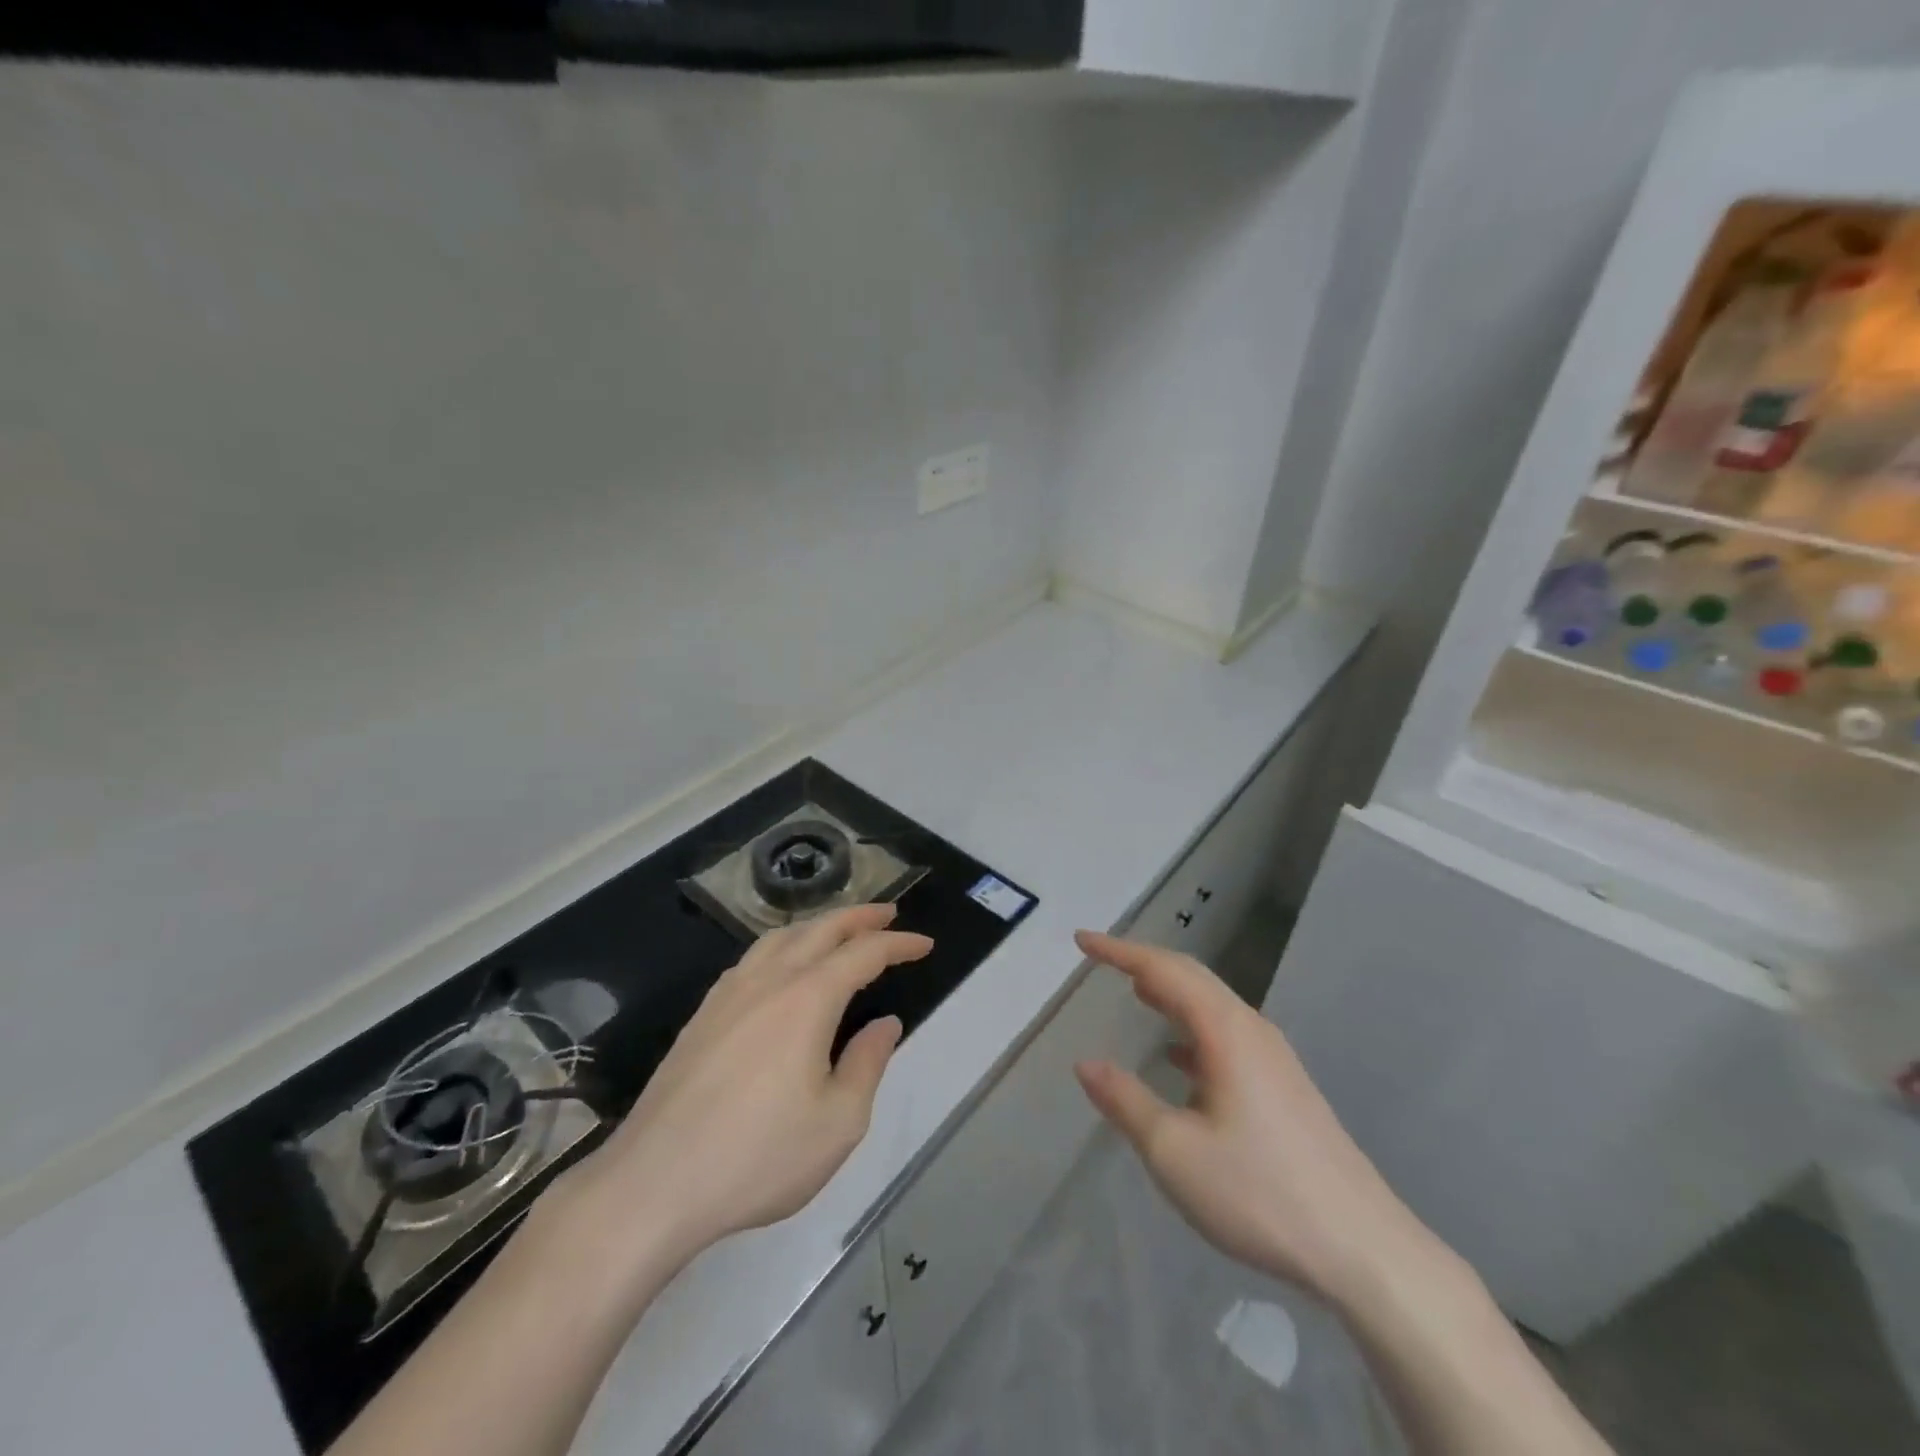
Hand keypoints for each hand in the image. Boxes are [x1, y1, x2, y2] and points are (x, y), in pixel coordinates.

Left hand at [552, 904, 931, 1274]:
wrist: (653, 1184)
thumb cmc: (757, 1157)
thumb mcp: (837, 1123)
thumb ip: (867, 1064)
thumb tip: (884, 1024)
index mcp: (807, 999)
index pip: (863, 953)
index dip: (898, 944)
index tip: (924, 944)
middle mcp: (768, 981)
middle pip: (819, 930)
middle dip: (859, 917)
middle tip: (888, 913)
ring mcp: (728, 995)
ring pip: (780, 937)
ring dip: (817, 925)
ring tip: (838, 930)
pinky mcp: (702, 1016)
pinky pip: (750, 959)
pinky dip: (781, 946)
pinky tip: (780, 967)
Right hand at [1072, 931, 1445, 1312]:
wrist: (1364, 1250)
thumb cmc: (1259, 1193)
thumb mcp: (1174, 1151)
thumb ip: (1125, 1101)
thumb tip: (1085, 1064)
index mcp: (1225, 1031)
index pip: (1163, 969)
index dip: (1119, 951)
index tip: (1082, 940)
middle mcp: (1252, 1030)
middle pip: (1192, 977)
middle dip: (1144, 963)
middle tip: (1102, 959)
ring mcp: (1274, 1058)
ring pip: (1213, 1006)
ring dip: (1171, 993)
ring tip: (1137, 993)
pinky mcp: (1285, 1087)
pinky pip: (1227, 1035)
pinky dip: (1193, 1028)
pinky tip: (1179, 1059)